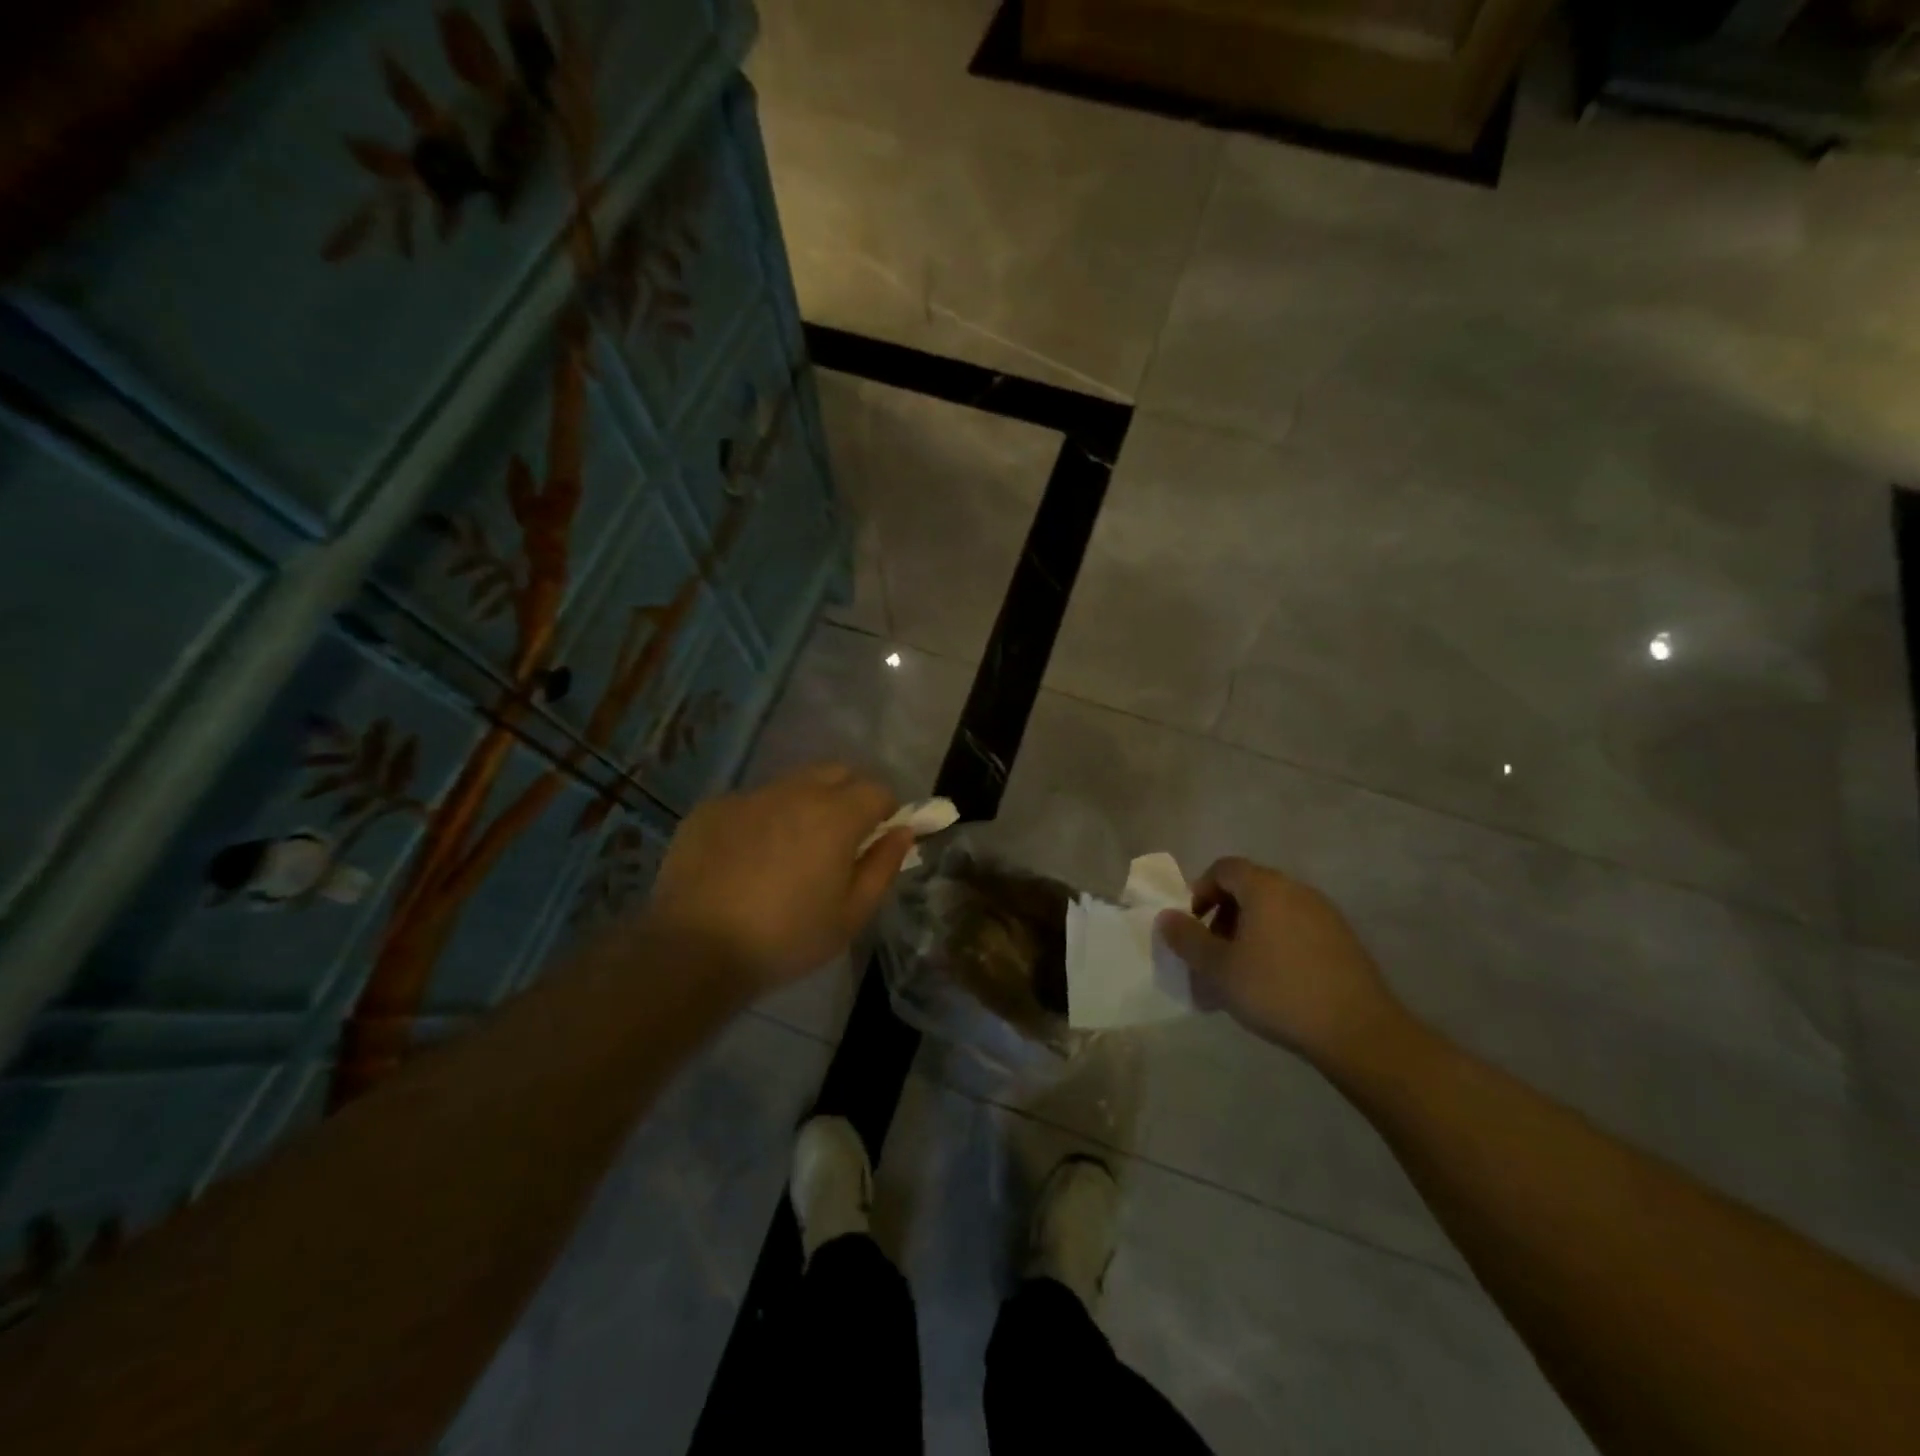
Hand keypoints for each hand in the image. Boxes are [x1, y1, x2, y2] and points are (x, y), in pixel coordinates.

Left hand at [642, 764, 914, 997]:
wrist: (694, 948)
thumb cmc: (785, 938)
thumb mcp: (851, 915)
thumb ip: (883, 867)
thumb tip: (902, 832)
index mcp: (836, 815)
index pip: (877, 790)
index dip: (885, 812)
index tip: (877, 840)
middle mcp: (795, 791)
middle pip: (837, 772)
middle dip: (849, 795)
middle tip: (840, 839)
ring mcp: (749, 795)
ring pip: (793, 783)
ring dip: (805, 804)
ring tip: (790, 850)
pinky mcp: (712, 807)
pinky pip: (752, 801)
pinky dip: (762, 818)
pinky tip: (746, 858)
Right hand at [1156, 857, 1405, 1066]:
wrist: (1358, 1030)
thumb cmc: (1277, 990)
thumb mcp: (1218, 968)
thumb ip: (1187, 939)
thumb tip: (1166, 917)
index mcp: (1265, 887)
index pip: (1224, 868)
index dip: (1200, 891)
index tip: (1192, 925)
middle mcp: (1296, 890)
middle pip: (1249, 889)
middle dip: (1223, 916)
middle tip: (1213, 953)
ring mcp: (1325, 914)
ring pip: (1274, 911)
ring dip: (1249, 933)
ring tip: (1241, 973)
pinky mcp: (1344, 941)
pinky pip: (1297, 930)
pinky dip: (1277, 945)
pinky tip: (1275, 983)